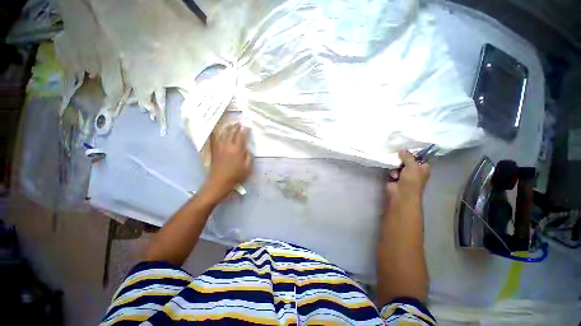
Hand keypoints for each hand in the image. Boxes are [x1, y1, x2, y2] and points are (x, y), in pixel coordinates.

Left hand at [205, 123, 252, 196]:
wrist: (219, 182)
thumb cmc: (236, 175)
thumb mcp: (247, 167)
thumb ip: (249, 156)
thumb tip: (247, 149)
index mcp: (237, 149)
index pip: (241, 136)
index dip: (245, 130)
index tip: (247, 126)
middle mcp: (228, 145)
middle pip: (232, 132)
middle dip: (236, 127)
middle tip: (240, 122)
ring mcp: (220, 147)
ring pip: (224, 134)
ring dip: (228, 128)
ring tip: (232, 124)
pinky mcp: (215, 150)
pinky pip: (216, 139)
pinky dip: (218, 133)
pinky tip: (219, 131)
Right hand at [386, 150, 430, 203]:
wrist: (401, 194)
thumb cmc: (411, 181)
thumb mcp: (412, 166)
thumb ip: (408, 156)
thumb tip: (402, 149)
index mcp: (423, 168)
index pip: (419, 157)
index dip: (413, 152)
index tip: (406, 147)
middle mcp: (414, 171)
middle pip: (407, 160)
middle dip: (402, 158)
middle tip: (398, 155)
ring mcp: (404, 174)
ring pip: (398, 164)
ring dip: (396, 166)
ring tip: (396, 171)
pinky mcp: (395, 177)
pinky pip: (392, 170)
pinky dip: (392, 172)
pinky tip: (393, 176)